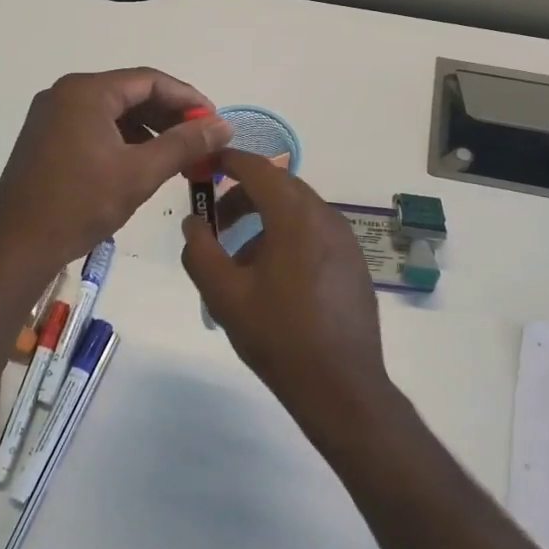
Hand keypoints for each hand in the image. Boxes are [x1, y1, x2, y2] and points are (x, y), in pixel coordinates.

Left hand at [0, 68, 231, 274]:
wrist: (16, 246)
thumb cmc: (80, 204)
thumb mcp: (140, 173)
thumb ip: (184, 144)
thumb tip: (223, 125)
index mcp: (86, 91)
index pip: (150, 80)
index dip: (188, 98)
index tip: (215, 121)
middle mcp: (65, 94)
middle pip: (130, 93)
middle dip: (169, 115)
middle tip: (201, 140)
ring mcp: (51, 116)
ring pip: (113, 112)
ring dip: (148, 130)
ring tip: (178, 156)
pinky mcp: (45, 139)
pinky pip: (94, 128)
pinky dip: (123, 140)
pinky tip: (143, 164)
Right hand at [180, 149, 392, 432]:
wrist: (341, 386)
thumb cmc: (278, 336)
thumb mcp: (224, 294)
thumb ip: (200, 250)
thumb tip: (194, 222)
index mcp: (295, 216)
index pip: (258, 168)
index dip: (227, 161)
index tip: (203, 166)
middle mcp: (326, 217)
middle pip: (279, 186)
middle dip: (243, 195)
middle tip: (215, 220)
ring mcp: (345, 240)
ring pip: (297, 211)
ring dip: (264, 220)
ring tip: (239, 260)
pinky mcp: (354, 263)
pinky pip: (314, 233)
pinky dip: (287, 237)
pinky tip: (273, 279)